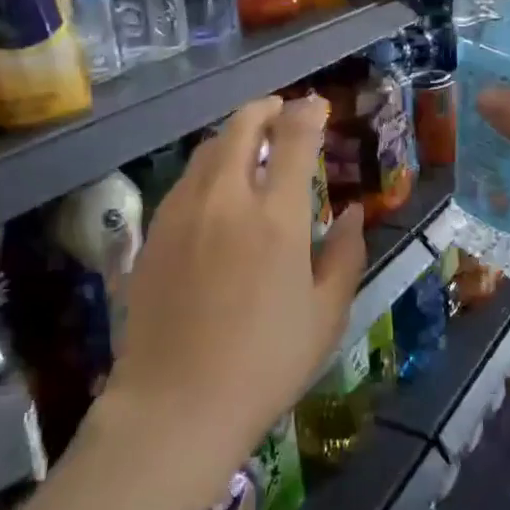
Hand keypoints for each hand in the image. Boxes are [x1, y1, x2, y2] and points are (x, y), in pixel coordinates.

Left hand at [104, 96, 366, 468]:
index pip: (293, 138)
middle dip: (265, 109)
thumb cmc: (265, 365)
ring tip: (250, 144)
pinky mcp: (154, 231)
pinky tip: (215, 188)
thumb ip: (346, 255)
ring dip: (234, 135)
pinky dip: (207, 167)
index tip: (317, 105)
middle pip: (242, 126)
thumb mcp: (325, 316)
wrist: (175, 404)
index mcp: (277, 218)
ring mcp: (183, 211)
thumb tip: (355, 212)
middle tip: (280, 111)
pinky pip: (185, 180)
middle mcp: (227, 199)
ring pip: (208, 149)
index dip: (308, 112)